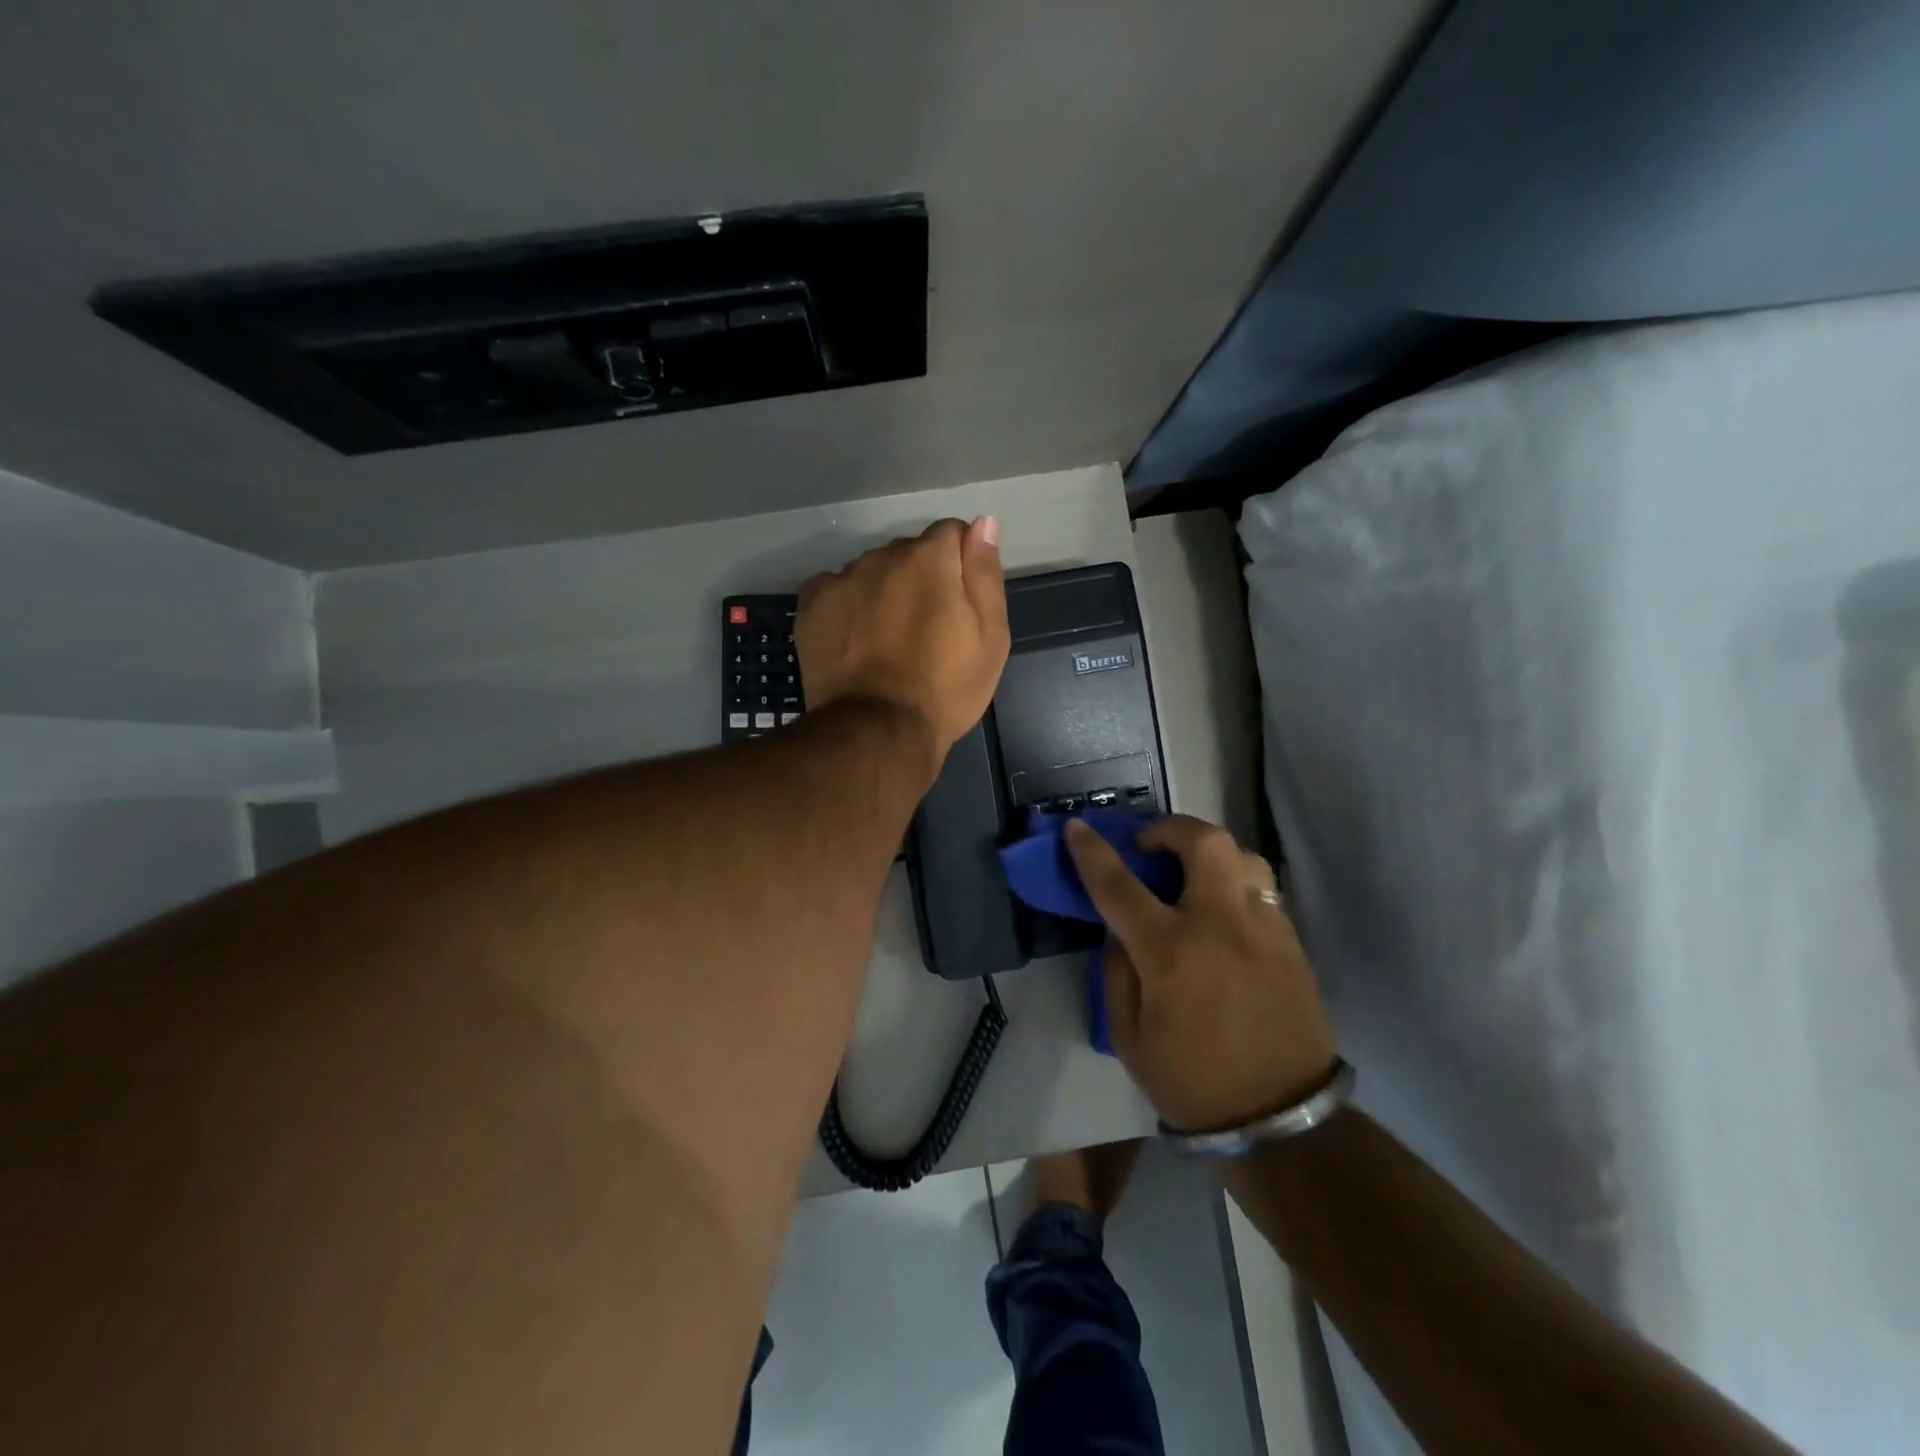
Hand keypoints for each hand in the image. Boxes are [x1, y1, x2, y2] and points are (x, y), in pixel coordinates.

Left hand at [796, 517, 1008, 760]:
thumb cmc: (946, 688)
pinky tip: (854, 639)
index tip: (959, 603)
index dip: (960, 564)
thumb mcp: (991, 636)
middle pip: (908, 553)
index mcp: (930, 558)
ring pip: (871, 571)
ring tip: (886, 640)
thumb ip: (986, 573)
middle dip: (920, 578)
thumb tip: (983, 522)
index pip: (951, 533)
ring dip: (882, 591)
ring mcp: (842, 579)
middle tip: (925, 629)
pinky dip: (847, 605)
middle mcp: (882, 556)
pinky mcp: (811, 605)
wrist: (878, 730)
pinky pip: (835, 589)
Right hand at [1066, 815, 1337, 1133]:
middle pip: (1204, 843)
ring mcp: (1264, 930)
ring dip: (1211, 854)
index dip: (1092, 851)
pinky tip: (1224, 911)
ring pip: (1243, 856)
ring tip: (1193, 876)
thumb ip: (1116, 972)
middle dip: (1171, 829)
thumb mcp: (1128, 1037)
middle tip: (1151, 847)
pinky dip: (1236, 884)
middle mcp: (1220, 926)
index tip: (1076, 827)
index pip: (1120, 885)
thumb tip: (1120, 931)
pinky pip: (1264, 891)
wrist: (1280, 1119)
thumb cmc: (1192, 1081)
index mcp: (1170, 953)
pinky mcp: (1292, 944)